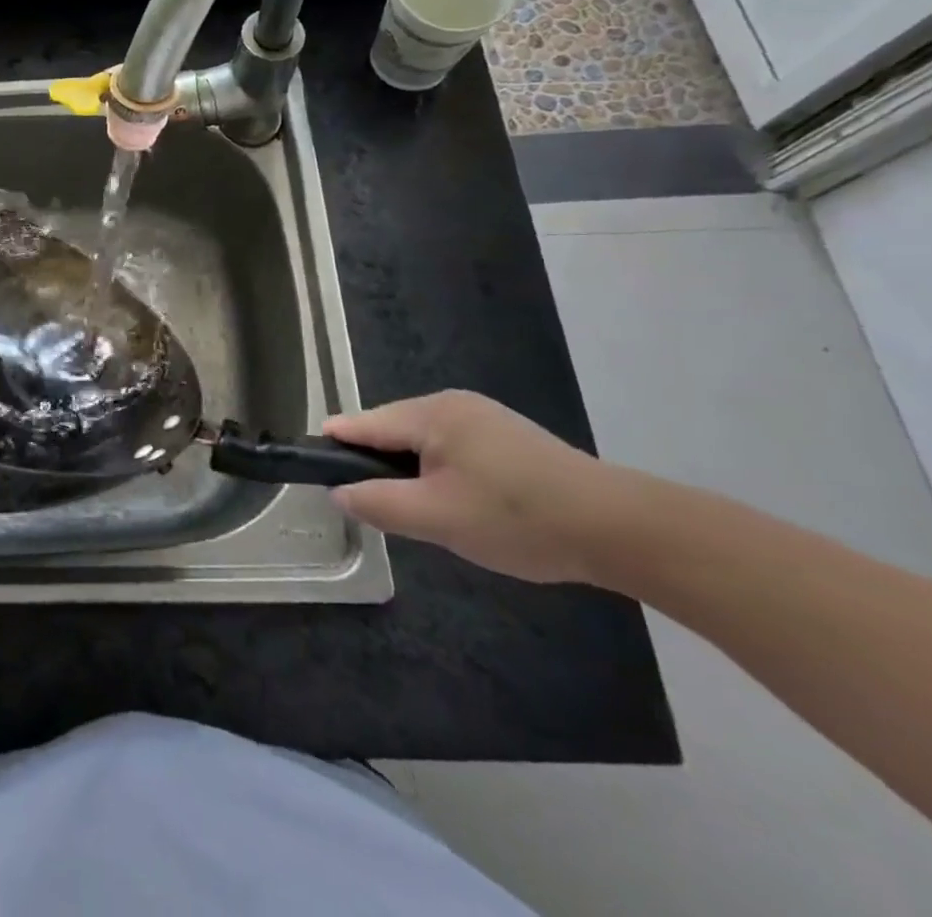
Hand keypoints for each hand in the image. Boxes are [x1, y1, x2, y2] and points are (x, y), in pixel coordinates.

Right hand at [326, 390, 633, 583]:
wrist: (618, 527)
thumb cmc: (517, 518)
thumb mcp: (436, 518)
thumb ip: (378, 503)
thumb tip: (338, 492)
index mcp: (430, 413)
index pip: (362, 424)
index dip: (335, 445)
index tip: (314, 469)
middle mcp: (452, 403)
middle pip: (392, 430)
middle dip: (379, 466)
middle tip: (381, 510)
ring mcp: (484, 417)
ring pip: (423, 442)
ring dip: (412, 473)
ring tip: (421, 513)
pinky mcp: (508, 437)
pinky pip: (453, 449)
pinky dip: (441, 473)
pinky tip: (459, 504)